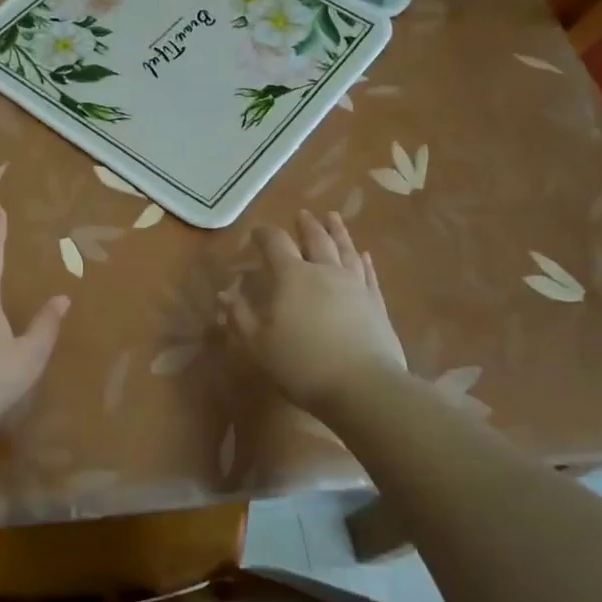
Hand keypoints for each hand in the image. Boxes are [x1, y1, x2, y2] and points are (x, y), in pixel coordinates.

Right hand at [223, 210, 406, 414]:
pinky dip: (364, 261)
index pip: (276, 244)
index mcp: (292, 277)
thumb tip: (225, 294)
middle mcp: (325, 272)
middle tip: (302, 215)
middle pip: (316, 239)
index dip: (265, 234)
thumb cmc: (302, 365)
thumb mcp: (259, 345)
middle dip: (306, 226)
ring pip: (346, 250)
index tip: (257, 231)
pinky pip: (369, 274)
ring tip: (333, 217)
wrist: (363, 387)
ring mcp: (355, 286)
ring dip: (338, 232)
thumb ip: (240, 316)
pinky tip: (364, 255)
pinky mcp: (376, 303)